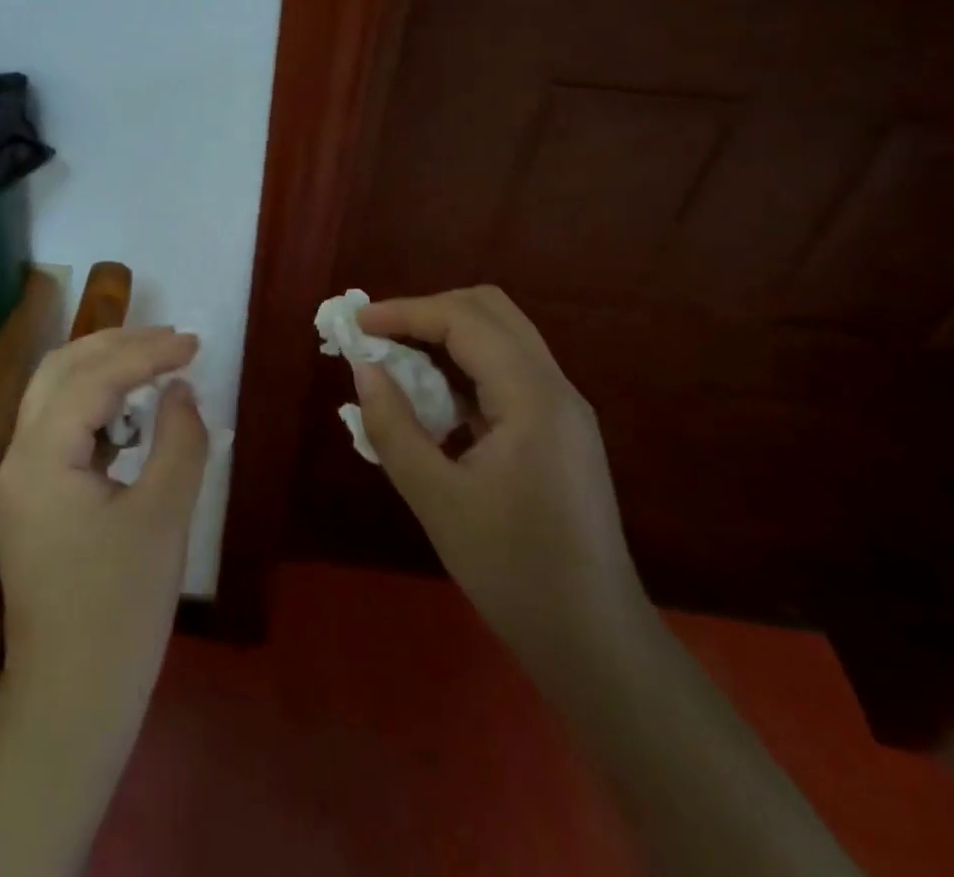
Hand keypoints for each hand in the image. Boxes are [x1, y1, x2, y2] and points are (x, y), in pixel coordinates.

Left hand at [0, 327, 206, 716]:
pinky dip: (95, 405)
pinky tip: (131, 413)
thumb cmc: (120, 609)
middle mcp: (18, 457)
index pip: (93, 377)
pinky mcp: (32, 500)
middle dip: (115, 345)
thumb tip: (180, 390)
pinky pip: (59, 428)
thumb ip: (178, 440)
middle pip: (59, 370)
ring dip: (103, 369)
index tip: (193, 343)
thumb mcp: (163, 516)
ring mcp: (20, 480)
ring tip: (155, 362)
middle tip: (170, 339)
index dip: (146, 352)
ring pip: (54, 395)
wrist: (70, 702)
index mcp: (41, 456)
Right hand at [353, 286, 653, 671]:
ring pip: (502, 336)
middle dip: (429, 311)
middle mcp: (555, 387)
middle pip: (491, 310)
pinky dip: (465, 366)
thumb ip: (393, 426)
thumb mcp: (437, 500)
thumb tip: (362, 368)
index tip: (357, 325)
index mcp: (532, 398)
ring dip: (447, 334)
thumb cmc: (514, 571)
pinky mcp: (560, 429)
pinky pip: (508, 371)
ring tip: (398, 359)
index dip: (406, 312)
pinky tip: (434, 400)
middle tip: (380, 335)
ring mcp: (563, 408)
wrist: (595, 642)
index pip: (465, 320)